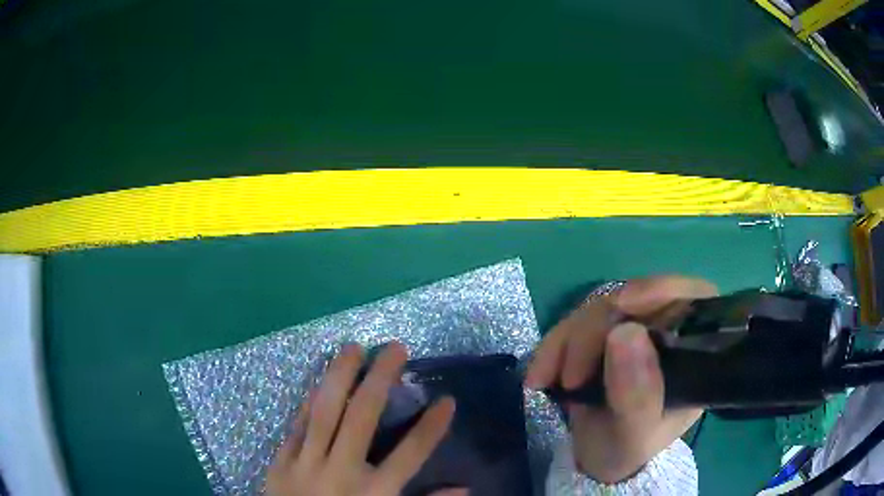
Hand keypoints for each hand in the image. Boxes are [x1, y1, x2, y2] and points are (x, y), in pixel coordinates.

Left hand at [267, 342, 456, 495]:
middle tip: (395, 348)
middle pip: (362, 419)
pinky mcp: (282, 461)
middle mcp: (341, 472)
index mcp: (373, 493)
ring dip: (339, 377)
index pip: (410, 455)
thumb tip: (466, 489)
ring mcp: (306, 464)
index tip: (447, 400)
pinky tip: (320, 380)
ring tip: (352, 348)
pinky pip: (297, 425)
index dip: (431, 427)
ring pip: (324, 413)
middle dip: (380, 380)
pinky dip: (309, 402)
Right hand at [525, 276, 716, 483]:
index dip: (656, 292)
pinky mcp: (605, 331)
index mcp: (695, 350)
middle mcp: (670, 328)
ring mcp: (636, 326)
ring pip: (600, 306)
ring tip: (545, 381)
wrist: (597, 458)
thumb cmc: (627, 450)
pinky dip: (554, 345)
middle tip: (568, 378)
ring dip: (566, 341)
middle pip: (636, 299)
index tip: (618, 308)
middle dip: (594, 331)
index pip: (690, 297)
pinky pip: (576, 321)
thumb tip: (626, 332)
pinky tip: (540, 375)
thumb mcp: (634, 437)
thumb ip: (637, 397)